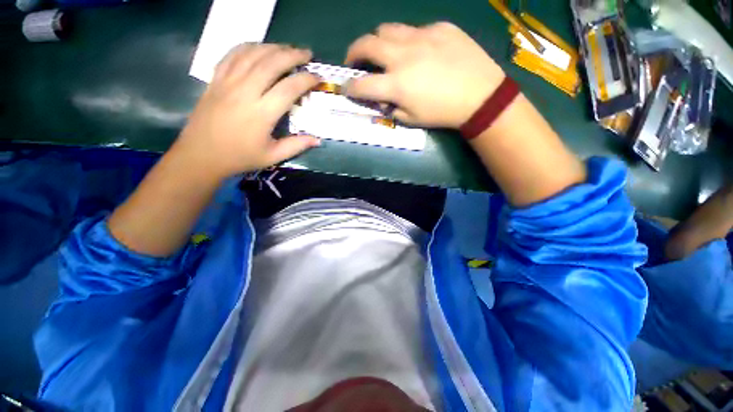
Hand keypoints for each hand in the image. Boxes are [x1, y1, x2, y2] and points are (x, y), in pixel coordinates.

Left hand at [176, 43, 320, 178]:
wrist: (201, 154)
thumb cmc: (240, 157)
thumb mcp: (272, 157)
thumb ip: (296, 146)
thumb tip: (317, 140)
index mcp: (261, 114)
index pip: (289, 88)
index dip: (306, 80)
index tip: (317, 78)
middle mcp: (245, 92)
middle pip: (271, 63)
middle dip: (292, 55)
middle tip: (307, 54)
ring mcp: (228, 82)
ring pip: (252, 54)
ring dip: (273, 47)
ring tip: (287, 49)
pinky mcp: (216, 79)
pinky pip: (232, 55)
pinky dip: (248, 47)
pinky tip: (259, 47)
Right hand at [344, 22, 505, 128]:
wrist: (480, 95)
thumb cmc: (442, 113)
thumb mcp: (412, 119)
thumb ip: (391, 108)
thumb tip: (381, 98)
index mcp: (396, 84)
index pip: (361, 84)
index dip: (349, 87)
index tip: (346, 88)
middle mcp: (403, 56)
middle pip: (366, 44)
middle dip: (353, 53)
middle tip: (355, 61)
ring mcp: (422, 36)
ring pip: (387, 29)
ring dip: (378, 41)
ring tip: (383, 52)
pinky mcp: (439, 27)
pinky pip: (415, 30)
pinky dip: (408, 41)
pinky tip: (418, 52)